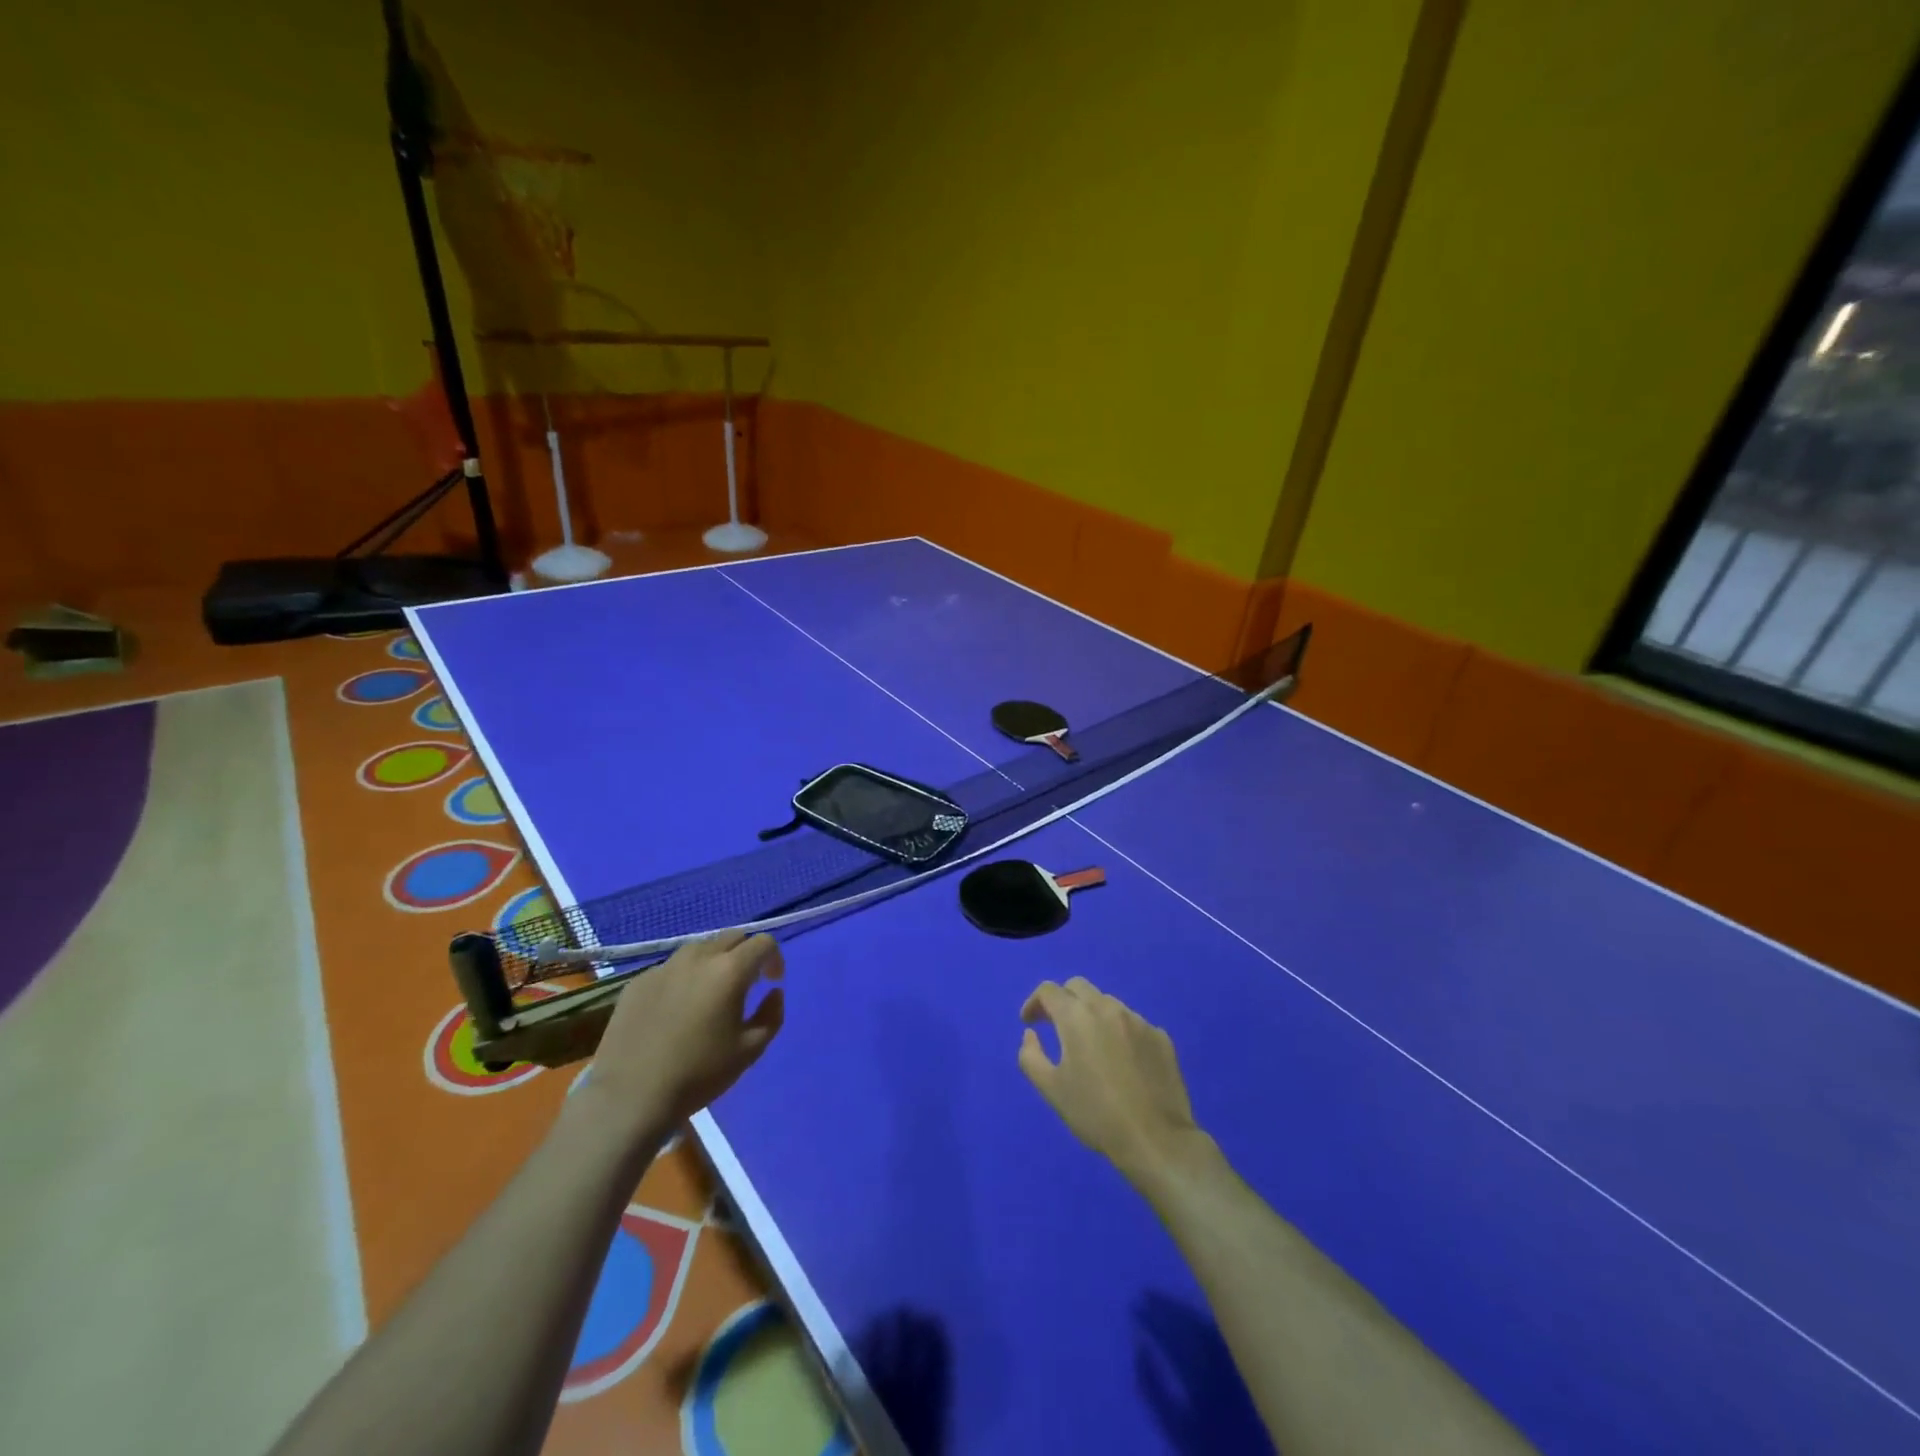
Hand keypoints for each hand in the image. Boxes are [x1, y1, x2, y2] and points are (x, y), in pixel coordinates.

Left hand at [574, 930, 784, 1147]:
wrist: (629, 1097)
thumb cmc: (698, 1075)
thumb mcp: (750, 1051)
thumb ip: (772, 1015)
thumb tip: (773, 992)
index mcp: (729, 970)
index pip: (763, 942)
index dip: (774, 958)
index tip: (772, 981)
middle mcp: (698, 957)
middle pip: (731, 937)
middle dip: (745, 953)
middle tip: (745, 983)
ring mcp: (664, 967)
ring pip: (699, 948)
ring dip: (714, 961)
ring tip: (710, 993)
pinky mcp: (637, 982)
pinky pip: (670, 969)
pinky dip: (683, 978)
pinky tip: (676, 1009)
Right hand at [1018, 977, 1205, 1186]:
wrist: (1155, 1140)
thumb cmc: (1096, 1114)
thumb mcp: (1051, 1089)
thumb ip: (1031, 1056)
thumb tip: (1031, 1035)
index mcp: (1077, 1017)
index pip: (1049, 990)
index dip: (1034, 1002)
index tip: (1029, 1023)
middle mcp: (1108, 1008)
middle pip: (1078, 987)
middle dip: (1062, 1001)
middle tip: (1056, 1027)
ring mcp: (1138, 1020)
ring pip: (1107, 1003)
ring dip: (1091, 1015)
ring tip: (1090, 1046)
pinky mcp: (1161, 1036)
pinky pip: (1132, 1023)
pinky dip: (1118, 1032)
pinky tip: (1121, 1062)